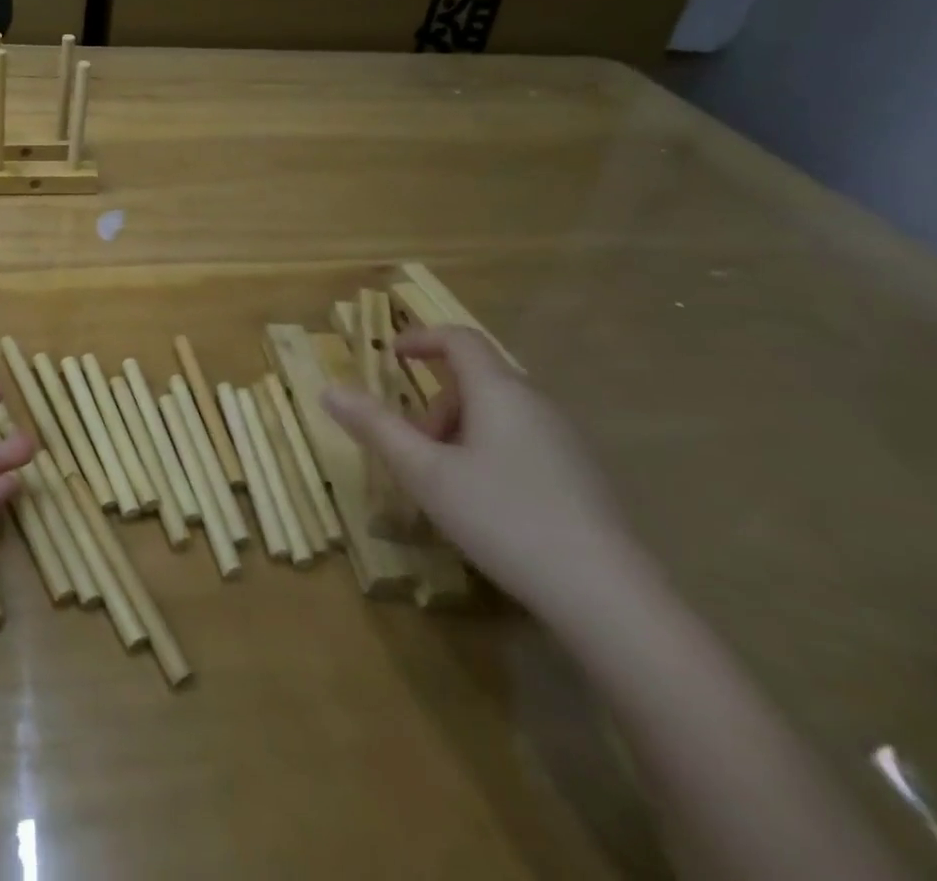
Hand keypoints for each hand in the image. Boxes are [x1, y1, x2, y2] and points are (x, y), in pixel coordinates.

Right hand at [322, 327, 638, 618]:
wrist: (607, 597)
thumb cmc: (503, 518)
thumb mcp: (424, 472)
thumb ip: (375, 426)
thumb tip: (328, 388)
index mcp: (499, 391)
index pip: (459, 339)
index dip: (421, 339)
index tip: (390, 356)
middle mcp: (536, 403)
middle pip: (475, 378)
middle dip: (434, 403)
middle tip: (413, 447)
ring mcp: (564, 440)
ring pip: (498, 412)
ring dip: (459, 431)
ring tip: (444, 481)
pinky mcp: (580, 474)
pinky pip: (521, 439)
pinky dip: (488, 451)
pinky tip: (486, 503)